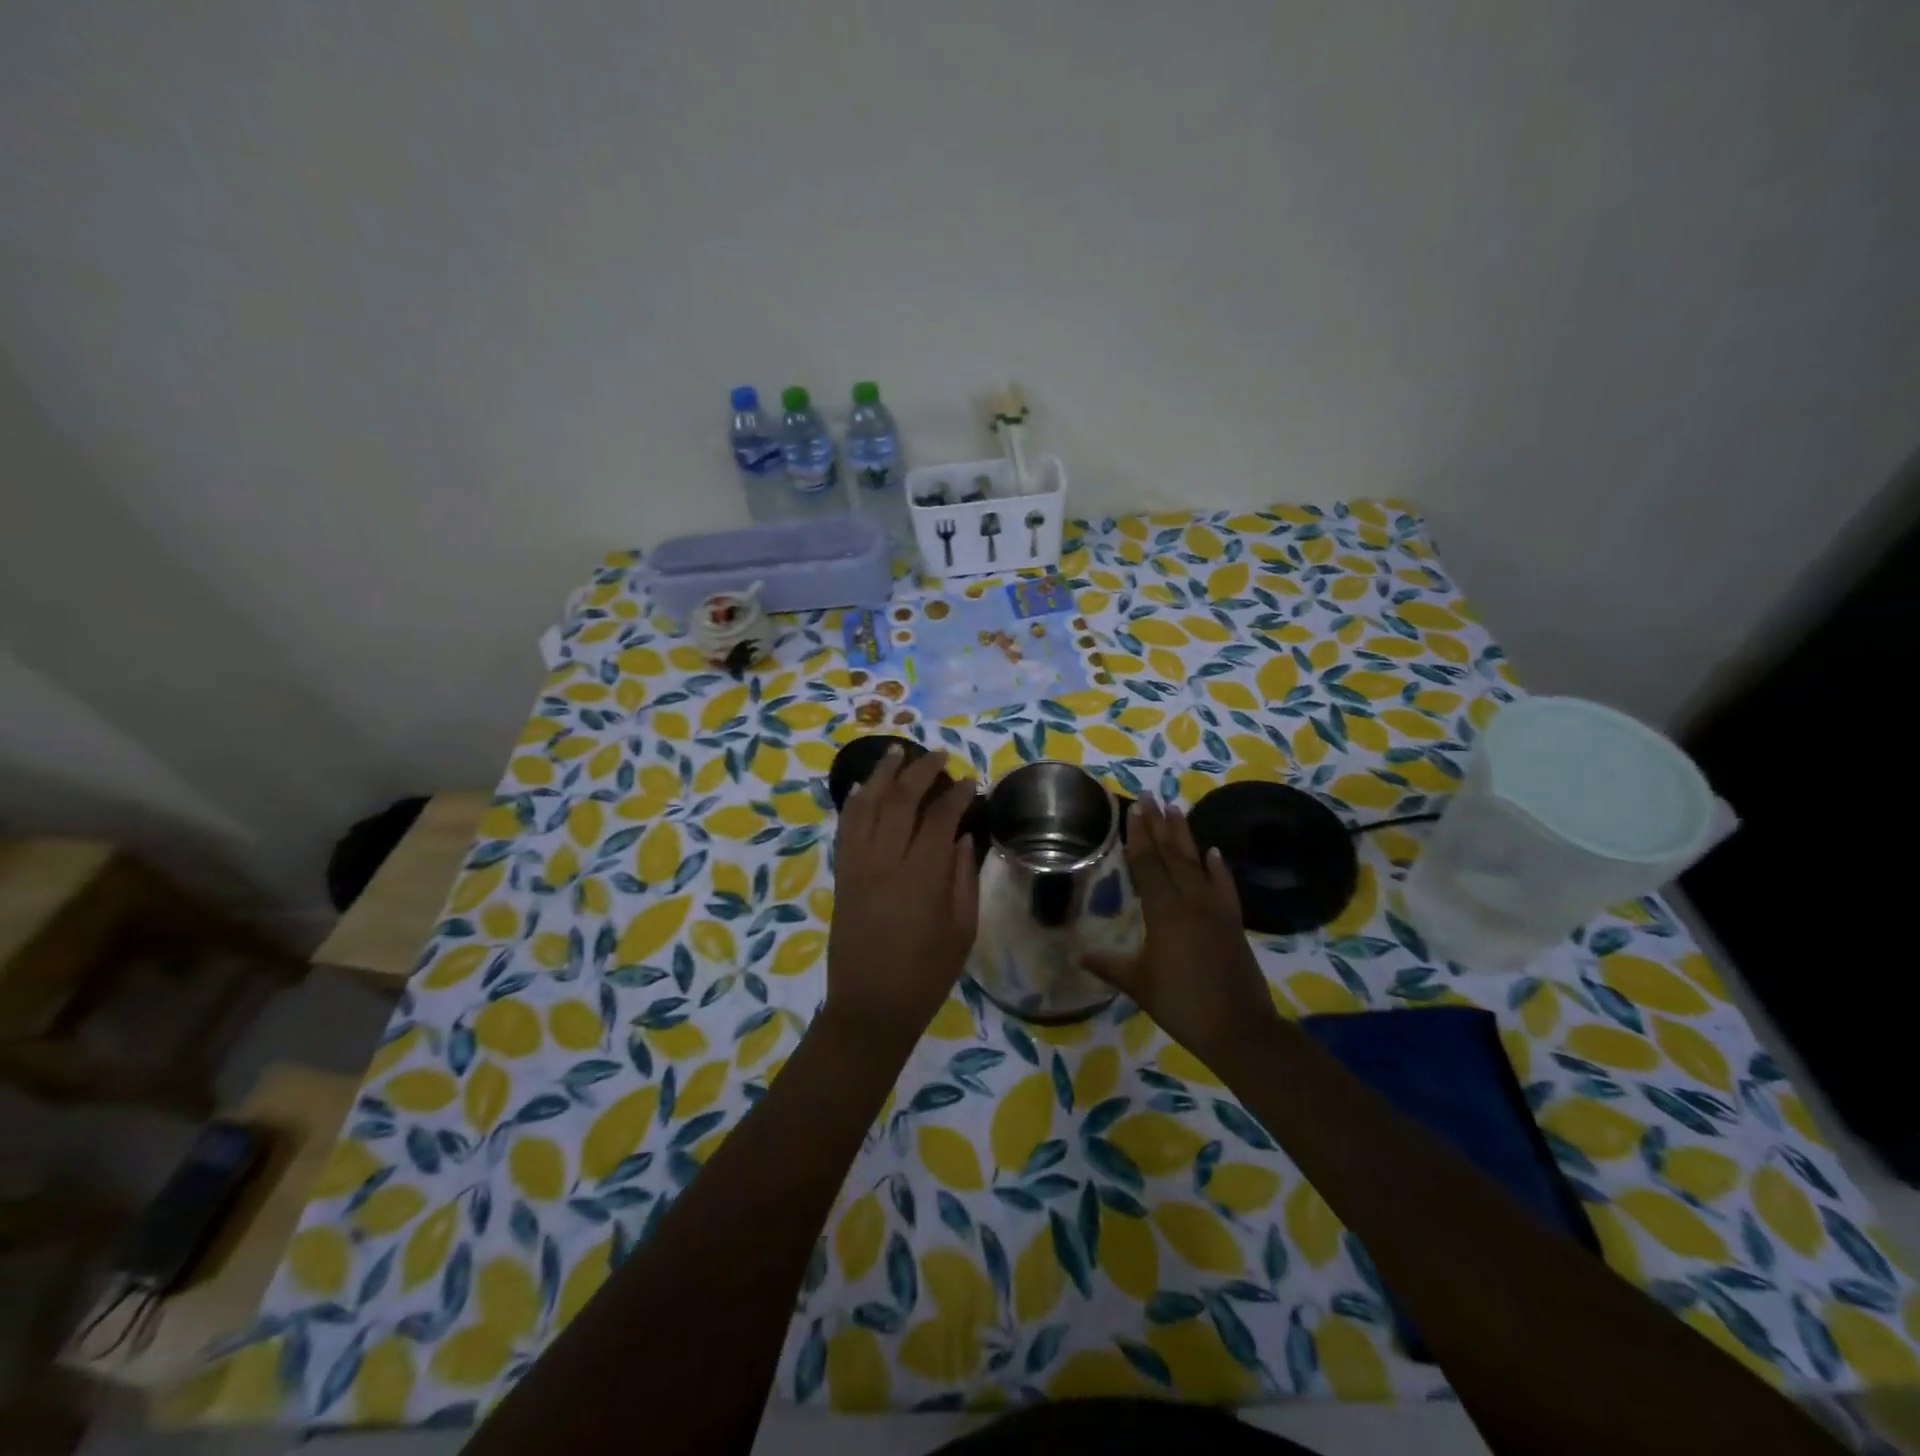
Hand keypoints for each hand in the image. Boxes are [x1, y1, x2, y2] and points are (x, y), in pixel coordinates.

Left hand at [825, 746, 979, 1046]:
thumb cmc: (926, 974)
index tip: (969, 781)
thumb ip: (964, 877)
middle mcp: (885, 861)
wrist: (870, 1007)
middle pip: (900, 800)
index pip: (940, 817)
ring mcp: (857, 866)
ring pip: (866, 805)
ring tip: (896, 751)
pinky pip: (845, 828)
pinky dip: (853, 802)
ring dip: (881, 774)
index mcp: (922, 876)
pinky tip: (861, 787)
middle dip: (921, 771)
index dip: (956, 794)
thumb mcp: (962, 929)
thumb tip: (964, 836)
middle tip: (939, 755)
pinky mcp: (842, 875)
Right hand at [1081, 797, 1278, 1062]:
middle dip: (1159, 825)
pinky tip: (1214, 852)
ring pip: (1197, 864)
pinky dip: (1219, 868)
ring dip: (1185, 836)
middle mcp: (1190, 902)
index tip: (1135, 809)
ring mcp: (1215, 910)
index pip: (1148, 864)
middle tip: (1151, 796)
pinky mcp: (1233, 922)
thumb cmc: (1181, 1004)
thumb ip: (1108, 965)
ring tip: (1176, 809)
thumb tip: (1077, 954)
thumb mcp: (1138, 984)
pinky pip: (1224, 887)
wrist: (1238, 1028)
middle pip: (1172, 855)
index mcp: (1164, 912)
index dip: (1139, 836)